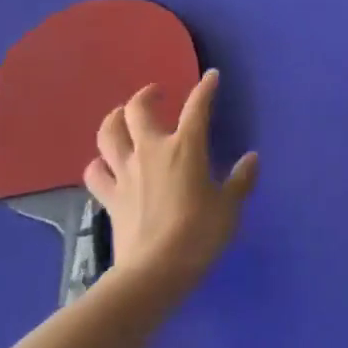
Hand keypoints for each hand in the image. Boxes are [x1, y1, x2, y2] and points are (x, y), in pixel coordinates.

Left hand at [85, 69, 258, 286]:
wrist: (154, 271)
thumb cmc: (199, 234)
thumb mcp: (230, 207)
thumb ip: (240, 180)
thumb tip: (251, 159)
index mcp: (185, 148)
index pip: (197, 107)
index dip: (206, 88)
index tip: (212, 76)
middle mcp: (151, 151)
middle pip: (137, 110)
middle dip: (146, 95)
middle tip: (156, 94)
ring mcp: (125, 173)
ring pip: (108, 134)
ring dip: (114, 120)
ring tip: (123, 118)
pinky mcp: (109, 197)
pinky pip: (96, 172)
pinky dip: (99, 163)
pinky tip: (106, 165)